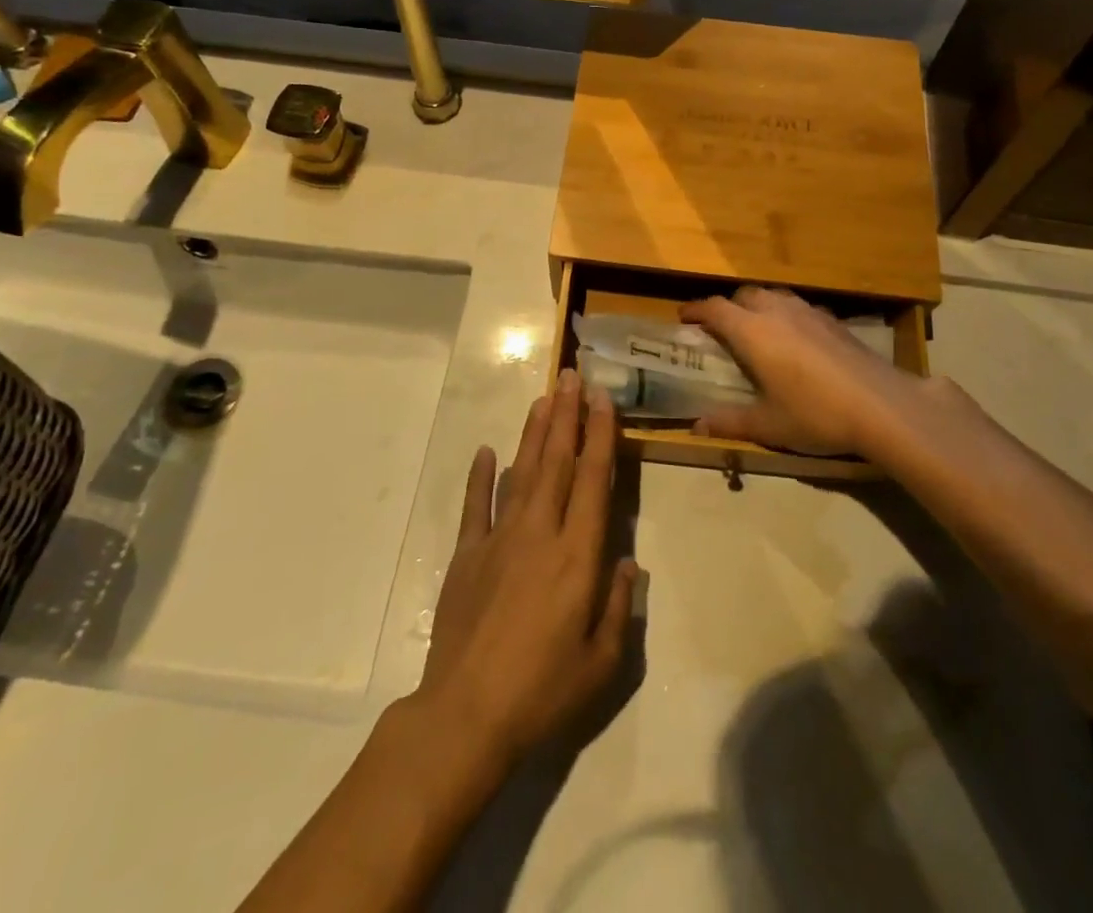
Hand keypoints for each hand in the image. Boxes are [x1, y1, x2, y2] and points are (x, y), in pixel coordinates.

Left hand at [417, 371, 635, 771]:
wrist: (465, 716)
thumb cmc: (542, 692)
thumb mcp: (601, 663)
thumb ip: (618, 606)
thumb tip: (627, 563)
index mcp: (577, 555)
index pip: (593, 480)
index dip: (600, 436)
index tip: (602, 399)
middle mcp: (539, 532)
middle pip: (556, 461)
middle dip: (566, 415)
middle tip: (571, 376)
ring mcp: (498, 539)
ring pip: (521, 472)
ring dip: (534, 433)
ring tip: (543, 398)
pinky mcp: (466, 555)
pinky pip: (475, 505)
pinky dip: (480, 476)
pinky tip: (485, 451)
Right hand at [680, 287, 930, 458]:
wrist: (882, 406)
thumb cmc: (815, 414)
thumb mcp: (768, 426)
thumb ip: (730, 422)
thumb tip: (696, 426)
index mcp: (752, 332)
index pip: (715, 308)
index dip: (696, 310)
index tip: (683, 317)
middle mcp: (777, 312)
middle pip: (744, 295)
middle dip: (728, 306)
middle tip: (720, 328)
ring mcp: (809, 312)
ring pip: (774, 296)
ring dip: (757, 305)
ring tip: (756, 329)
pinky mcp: (834, 321)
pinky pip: (799, 307)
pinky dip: (786, 315)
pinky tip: (796, 339)